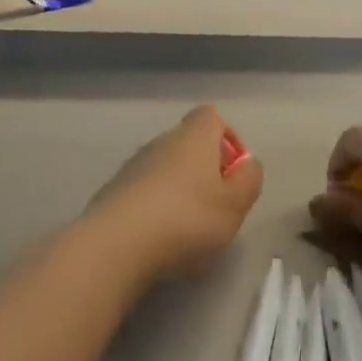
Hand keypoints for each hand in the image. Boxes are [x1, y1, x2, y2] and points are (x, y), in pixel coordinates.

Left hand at [85, 105, 263, 280]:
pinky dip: (154, 207)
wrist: (116, 244)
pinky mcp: (112, 192)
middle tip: (215, 206)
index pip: (210, 116)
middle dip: (203, 169)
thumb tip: (247, 163)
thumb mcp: (234, 205)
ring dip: (178, 189)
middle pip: (187, 144)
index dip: (227, 138)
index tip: (233, 171)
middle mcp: (160, 143)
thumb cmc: (187, 220)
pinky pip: (142, 191)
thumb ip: (249, 180)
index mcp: (193, 138)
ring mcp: (132, 166)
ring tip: (187, 228)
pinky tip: (157, 238)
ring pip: (163, 168)